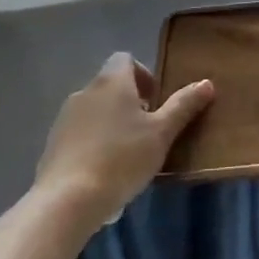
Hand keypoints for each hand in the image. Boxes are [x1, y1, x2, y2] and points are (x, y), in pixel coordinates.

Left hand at [36, 53, 213, 230]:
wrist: (67, 200)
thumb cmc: (122, 158)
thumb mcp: (162, 133)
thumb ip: (184, 106)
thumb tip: (206, 83)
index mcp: (112, 82)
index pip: (125, 59)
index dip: (143, 74)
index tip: (155, 101)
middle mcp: (85, 92)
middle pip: (110, 85)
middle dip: (130, 102)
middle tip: (148, 130)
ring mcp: (64, 118)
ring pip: (95, 110)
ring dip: (112, 122)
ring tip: (128, 153)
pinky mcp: (52, 144)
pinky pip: (80, 134)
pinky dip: (94, 142)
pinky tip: (104, 170)